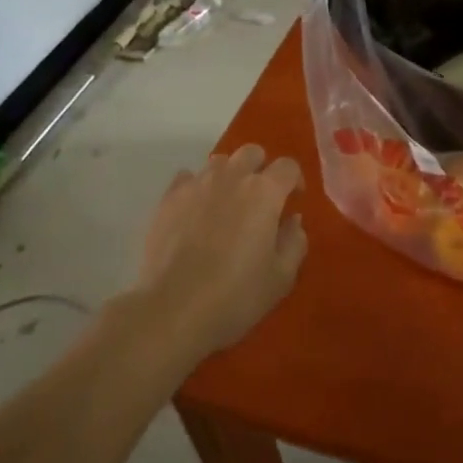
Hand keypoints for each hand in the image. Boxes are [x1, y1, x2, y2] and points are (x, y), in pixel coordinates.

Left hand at [132, 144, 307, 362]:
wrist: (173, 309)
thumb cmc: (235, 295)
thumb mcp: (281, 277)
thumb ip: (294, 242)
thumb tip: (292, 220)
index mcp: (264, 192)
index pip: (288, 166)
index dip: (295, 181)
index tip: (293, 202)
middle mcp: (232, 177)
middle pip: (252, 153)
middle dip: (261, 169)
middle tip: (260, 200)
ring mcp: (197, 184)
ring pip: (218, 162)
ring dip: (229, 176)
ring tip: (226, 205)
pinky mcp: (168, 198)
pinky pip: (187, 178)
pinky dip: (196, 188)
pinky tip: (195, 212)